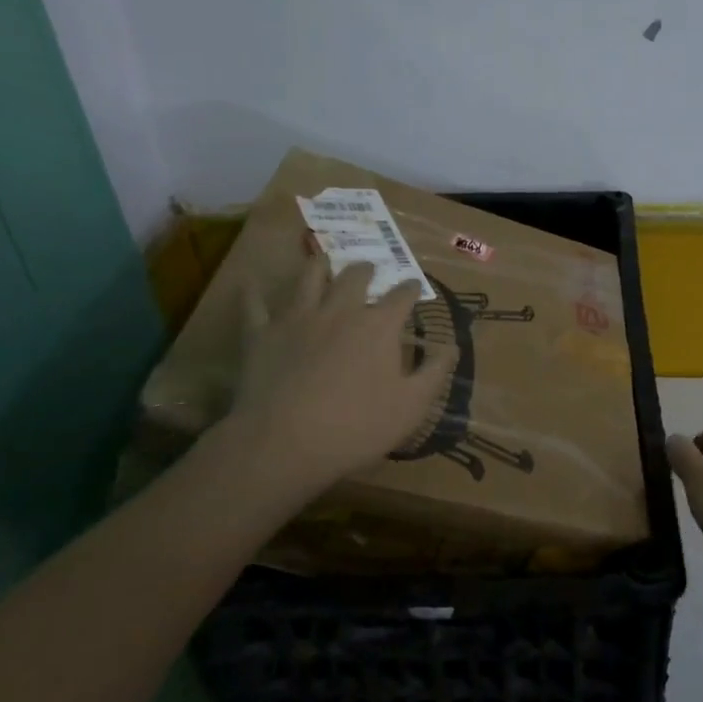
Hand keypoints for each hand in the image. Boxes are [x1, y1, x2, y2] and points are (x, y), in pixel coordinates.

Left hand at [207, 257, 455, 503]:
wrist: (284, 442)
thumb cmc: (356, 427)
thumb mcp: (411, 407)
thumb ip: (434, 373)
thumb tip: (451, 346)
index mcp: (379, 325)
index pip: (402, 296)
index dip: (411, 288)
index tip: (414, 285)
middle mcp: (340, 310)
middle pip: (355, 277)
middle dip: (366, 269)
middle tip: (368, 268)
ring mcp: (298, 317)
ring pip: (309, 277)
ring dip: (318, 265)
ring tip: (323, 260)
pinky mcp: (262, 333)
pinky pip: (255, 305)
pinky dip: (254, 292)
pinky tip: (251, 282)